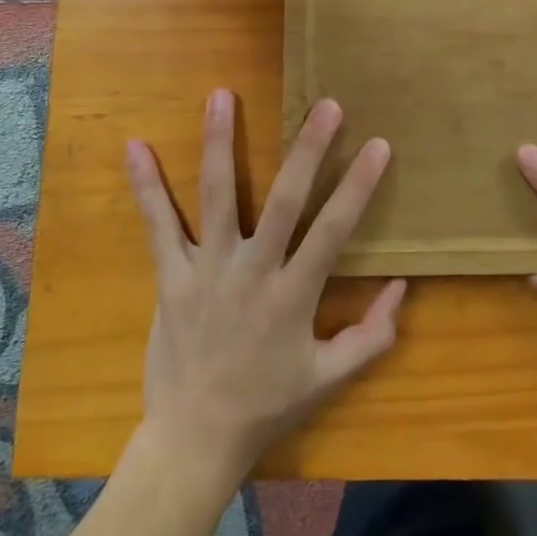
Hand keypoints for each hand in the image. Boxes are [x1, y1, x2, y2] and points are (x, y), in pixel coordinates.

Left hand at [126, 89, 406, 480]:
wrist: (193, 440)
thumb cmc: (267, 405)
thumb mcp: (328, 377)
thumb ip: (371, 335)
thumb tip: (402, 286)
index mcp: (292, 296)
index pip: (333, 231)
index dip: (358, 187)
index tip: (379, 144)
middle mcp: (251, 273)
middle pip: (283, 201)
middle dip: (307, 151)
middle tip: (326, 105)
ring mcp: (207, 270)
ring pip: (216, 197)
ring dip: (219, 143)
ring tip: (220, 95)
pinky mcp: (171, 277)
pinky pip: (157, 226)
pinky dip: (145, 186)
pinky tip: (134, 146)